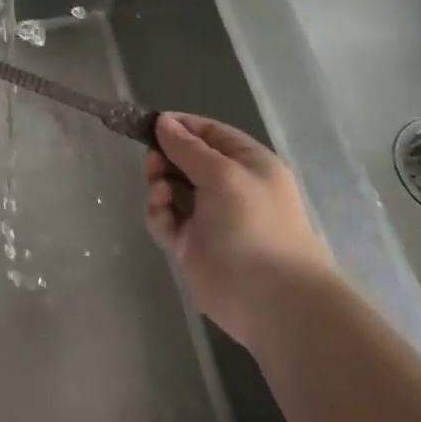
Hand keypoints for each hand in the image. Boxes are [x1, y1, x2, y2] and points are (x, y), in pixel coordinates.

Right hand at [144, 113, 332, 344]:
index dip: (180, 126)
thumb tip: (163, 121)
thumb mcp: (223, 174)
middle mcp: (227, 185)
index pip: (208, 132)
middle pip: (184, 158)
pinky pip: (165, 216)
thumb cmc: (253, 224)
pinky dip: (159, 212)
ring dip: (159, 184)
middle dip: (165, 157)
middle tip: (153, 165)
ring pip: (171, 186)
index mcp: (246, 163)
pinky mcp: (191, 243)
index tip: (149, 124)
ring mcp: (208, 215)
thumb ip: (188, 148)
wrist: (272, 300)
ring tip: (160, 193)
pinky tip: (163, 215)